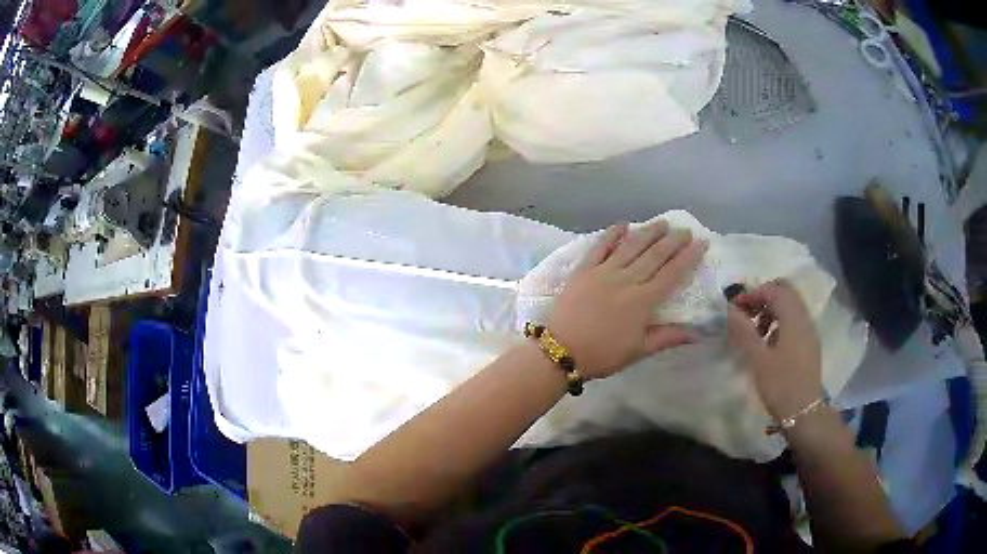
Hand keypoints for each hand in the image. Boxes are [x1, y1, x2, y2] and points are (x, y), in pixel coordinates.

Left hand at [546, 221, 706, 379]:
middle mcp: (627, 280)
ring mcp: (604, 272)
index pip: (672, 274)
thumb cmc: (602, 354)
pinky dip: (612, 234)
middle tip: (685, 229)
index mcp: (643, 301)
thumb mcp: (639, 351)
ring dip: (648, 232)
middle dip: (673, 240)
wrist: (560, 350)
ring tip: (662, 222)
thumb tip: (698, 333)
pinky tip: (623, 225)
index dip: (689, 257)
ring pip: (631, 246)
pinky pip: (600, 247)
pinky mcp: (584, 269)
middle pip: (655, 255)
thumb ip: (668, 337)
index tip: (701, 243)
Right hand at [726, 279, 821, 419]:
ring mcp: (809, 331)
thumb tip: (730, 310)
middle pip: (785, 291)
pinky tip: (769, 344)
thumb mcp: (758, 360)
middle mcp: (804, 318)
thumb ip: (744, 332)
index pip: (773, 290)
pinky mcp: (809, 344)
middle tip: (746, 314)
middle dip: (764, 297)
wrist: (804, 413)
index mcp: (793, 318)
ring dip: (771, 310)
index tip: (734, 308)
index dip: (752, 294)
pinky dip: (780, 322)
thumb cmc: (781, 385)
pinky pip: (794, 320)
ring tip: (755, 332)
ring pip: (790, 306)